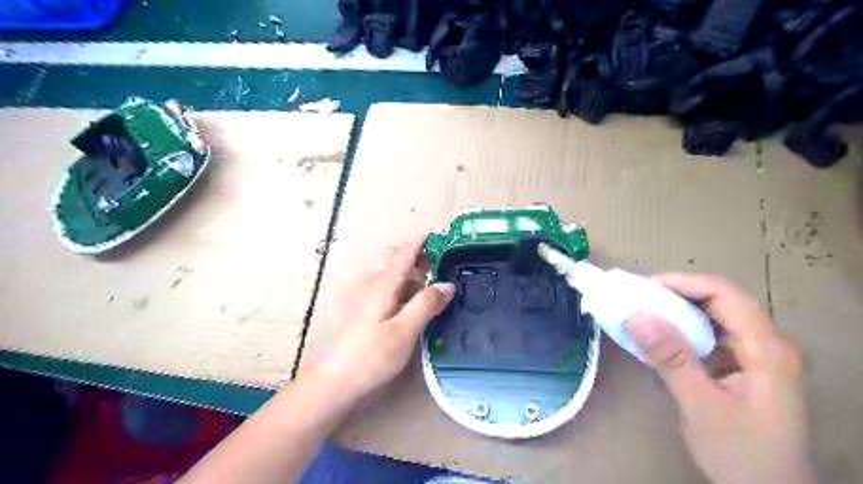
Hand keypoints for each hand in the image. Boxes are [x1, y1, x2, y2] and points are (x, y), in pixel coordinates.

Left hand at [323, 236, 457, 399]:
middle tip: (444, 266)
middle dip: (420, 263)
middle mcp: (371, 286)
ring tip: (434, 289)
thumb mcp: (405, 330)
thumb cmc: (372, 355)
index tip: (435, 232)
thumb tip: (447, 284)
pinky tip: (413, 306)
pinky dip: (403, 292)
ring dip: (413, 280)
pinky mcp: (361, 311)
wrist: (336, 379)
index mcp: (381, 286)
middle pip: (399, 267)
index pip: (403, 256)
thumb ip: (426, 304)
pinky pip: (387, 292)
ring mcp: (363, 298)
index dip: (419, 244)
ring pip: (393, 281)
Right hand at [628, 273, 817, 482]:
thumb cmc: (741, 454)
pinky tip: (663, 338)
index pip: (727, 296)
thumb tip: (637, 318)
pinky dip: (684, 330)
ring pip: (717, 316)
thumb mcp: (701, 407)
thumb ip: (671, 360)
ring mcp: (759, 356)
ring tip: (644, 312)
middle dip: (678, 294)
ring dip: (679, 310)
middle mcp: (768, 344)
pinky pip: (713, 334)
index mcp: (767, 350)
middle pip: (722, 301)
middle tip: (638, 298)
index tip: (646, 287)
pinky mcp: (747, 366)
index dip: (685, 283)